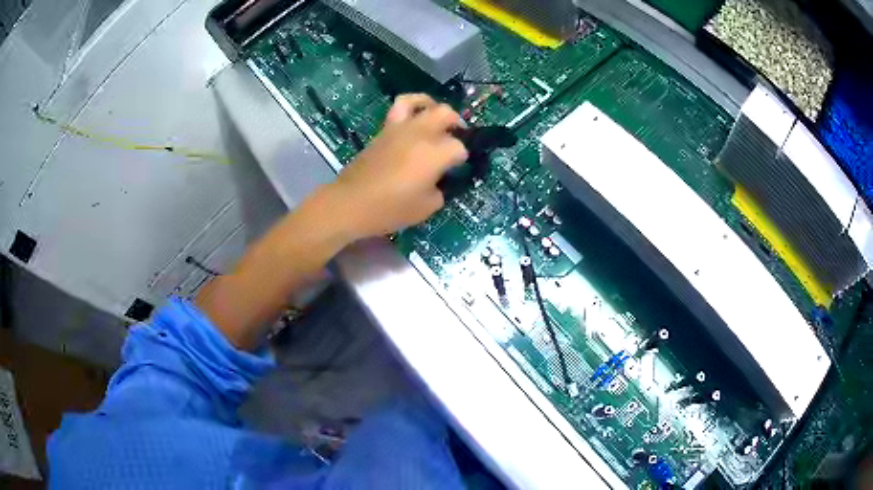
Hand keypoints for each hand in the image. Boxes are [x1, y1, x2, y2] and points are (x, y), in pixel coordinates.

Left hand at [326, 94, 467, 238]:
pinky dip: (413, 104)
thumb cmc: (390, 208)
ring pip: (424, 102)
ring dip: (436, 108)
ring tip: (438, 119)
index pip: (460, 148)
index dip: (461, 160)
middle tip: (456, 140)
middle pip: (447, 115)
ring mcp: (402, 127)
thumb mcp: (426, 207)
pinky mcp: (385, 128)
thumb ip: (440, 190)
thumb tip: (437, 180)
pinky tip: (416, 115)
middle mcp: (422, 133)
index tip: (455, 172)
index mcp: (436, 152)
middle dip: (457, 125)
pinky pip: (401, 106)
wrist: (351, 202)